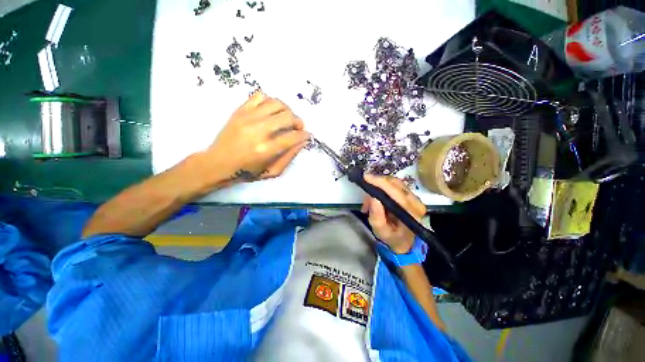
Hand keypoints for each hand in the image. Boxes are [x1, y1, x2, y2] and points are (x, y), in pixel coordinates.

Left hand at [203, 91, 308, 183]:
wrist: (217, 163)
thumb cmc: (247, 172)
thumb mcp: (273, 172)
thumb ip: (290, 157)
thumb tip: (302, 141)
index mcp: (267, 150)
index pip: (294, 136)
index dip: (304, 135)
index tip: (306, 136)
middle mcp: (259, 131)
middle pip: (288, 117)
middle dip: (299, 122)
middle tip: (298, 128)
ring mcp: (248, 117)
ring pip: (276, 103)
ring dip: (287, 110)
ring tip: (286, 118)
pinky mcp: (240, 110)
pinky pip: (260, 96)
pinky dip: (270, 101)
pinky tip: (271, 111)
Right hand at [360, 174, 425, 253]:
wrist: (404, 241)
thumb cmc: (392, 237)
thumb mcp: (381, 231)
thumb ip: (377, 216)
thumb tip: (373, 198)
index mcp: (411, 212)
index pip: (396, 192)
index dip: (380, 182)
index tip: (366, 177)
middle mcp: (416, 202)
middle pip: (395, 183)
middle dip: (377, 183)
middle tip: (364, 189)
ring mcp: (414, 197)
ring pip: (394, 182)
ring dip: (378, 185)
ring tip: (368, 199)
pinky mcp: (409, 195)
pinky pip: (394, 184)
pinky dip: (382, 187)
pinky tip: (374, 197)